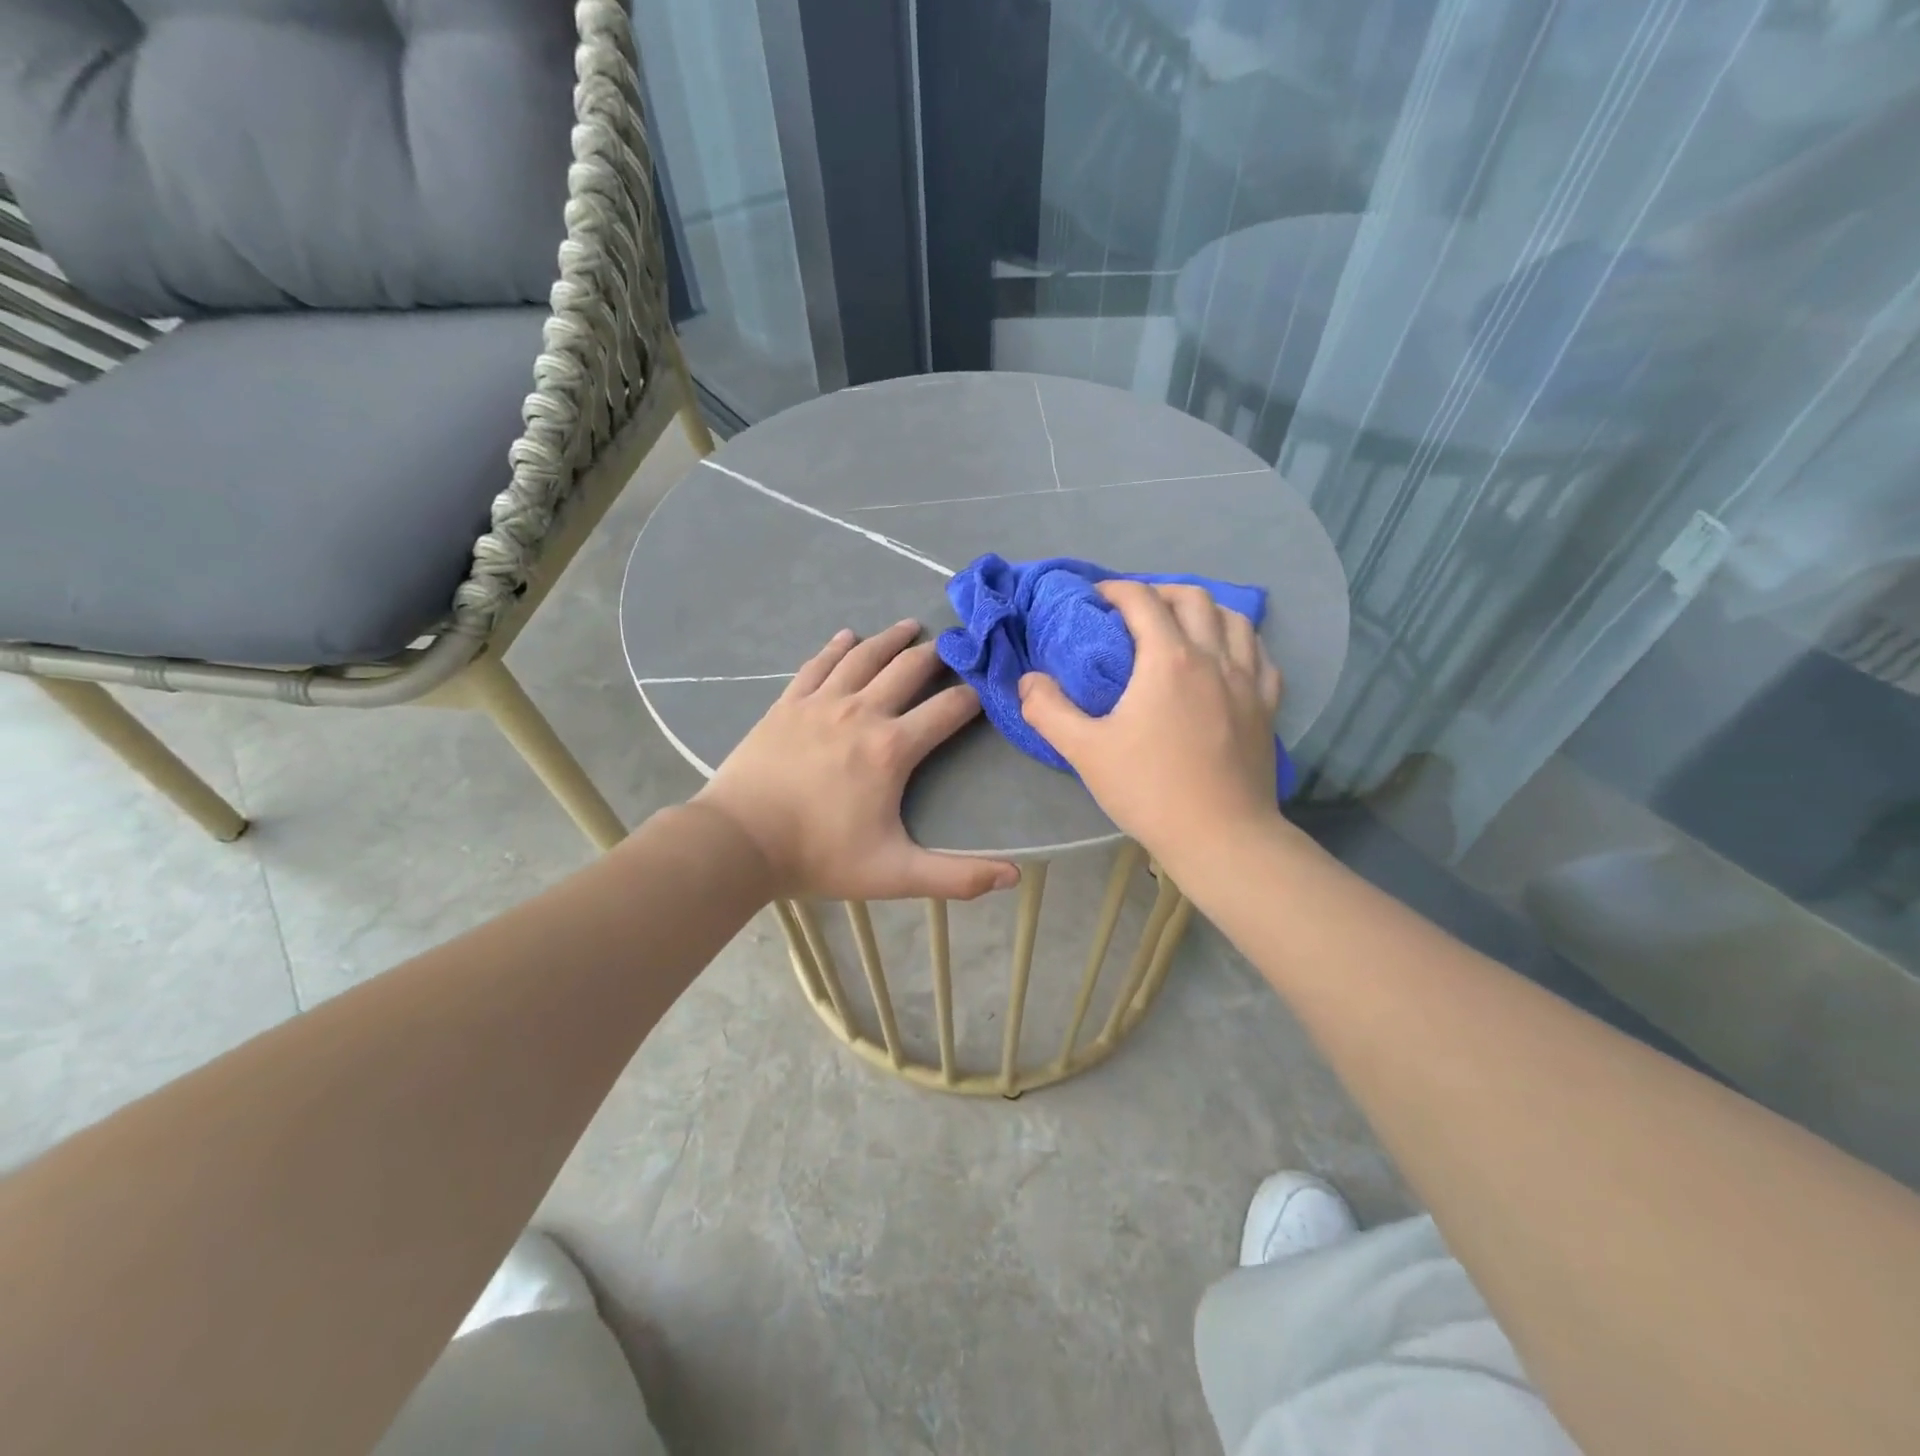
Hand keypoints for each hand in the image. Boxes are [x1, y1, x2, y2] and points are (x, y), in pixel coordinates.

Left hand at [693, 620, 1019, 901]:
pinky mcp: (788, 704)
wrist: (738, 841)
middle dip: (937, 655)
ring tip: (910, 626)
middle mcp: (862, 712)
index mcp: (892, 748)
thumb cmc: (819, 856)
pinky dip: (837, 647)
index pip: (948, 710)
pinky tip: (847, 636)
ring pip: (864, 657)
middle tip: (953, 644)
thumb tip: (1013, 875)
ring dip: (891, 639)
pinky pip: (818, 665)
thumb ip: (956, 876)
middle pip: (908, 669)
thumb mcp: (895, 874)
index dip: (973, 696)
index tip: (987, 686)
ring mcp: (821, 702)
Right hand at [1016, 582, 1284, 869]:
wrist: (1221, 837)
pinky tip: (1228, 659)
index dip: (1116, 590)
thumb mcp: (1085, 751)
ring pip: (1234, 619)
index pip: (1142, 601)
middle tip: (1135, 610)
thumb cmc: (1150, 790)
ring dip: (1204, 610)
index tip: (1096, 598)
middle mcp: (1213, 657)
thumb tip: (1028, 681)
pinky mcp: (1268, 706)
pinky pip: (1261, 655)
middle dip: (1160, 591)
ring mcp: (1248, 681)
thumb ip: (1048, 710)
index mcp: (1169, 659)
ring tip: (1182, 626)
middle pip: (1193, 598)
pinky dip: (1240, 643)